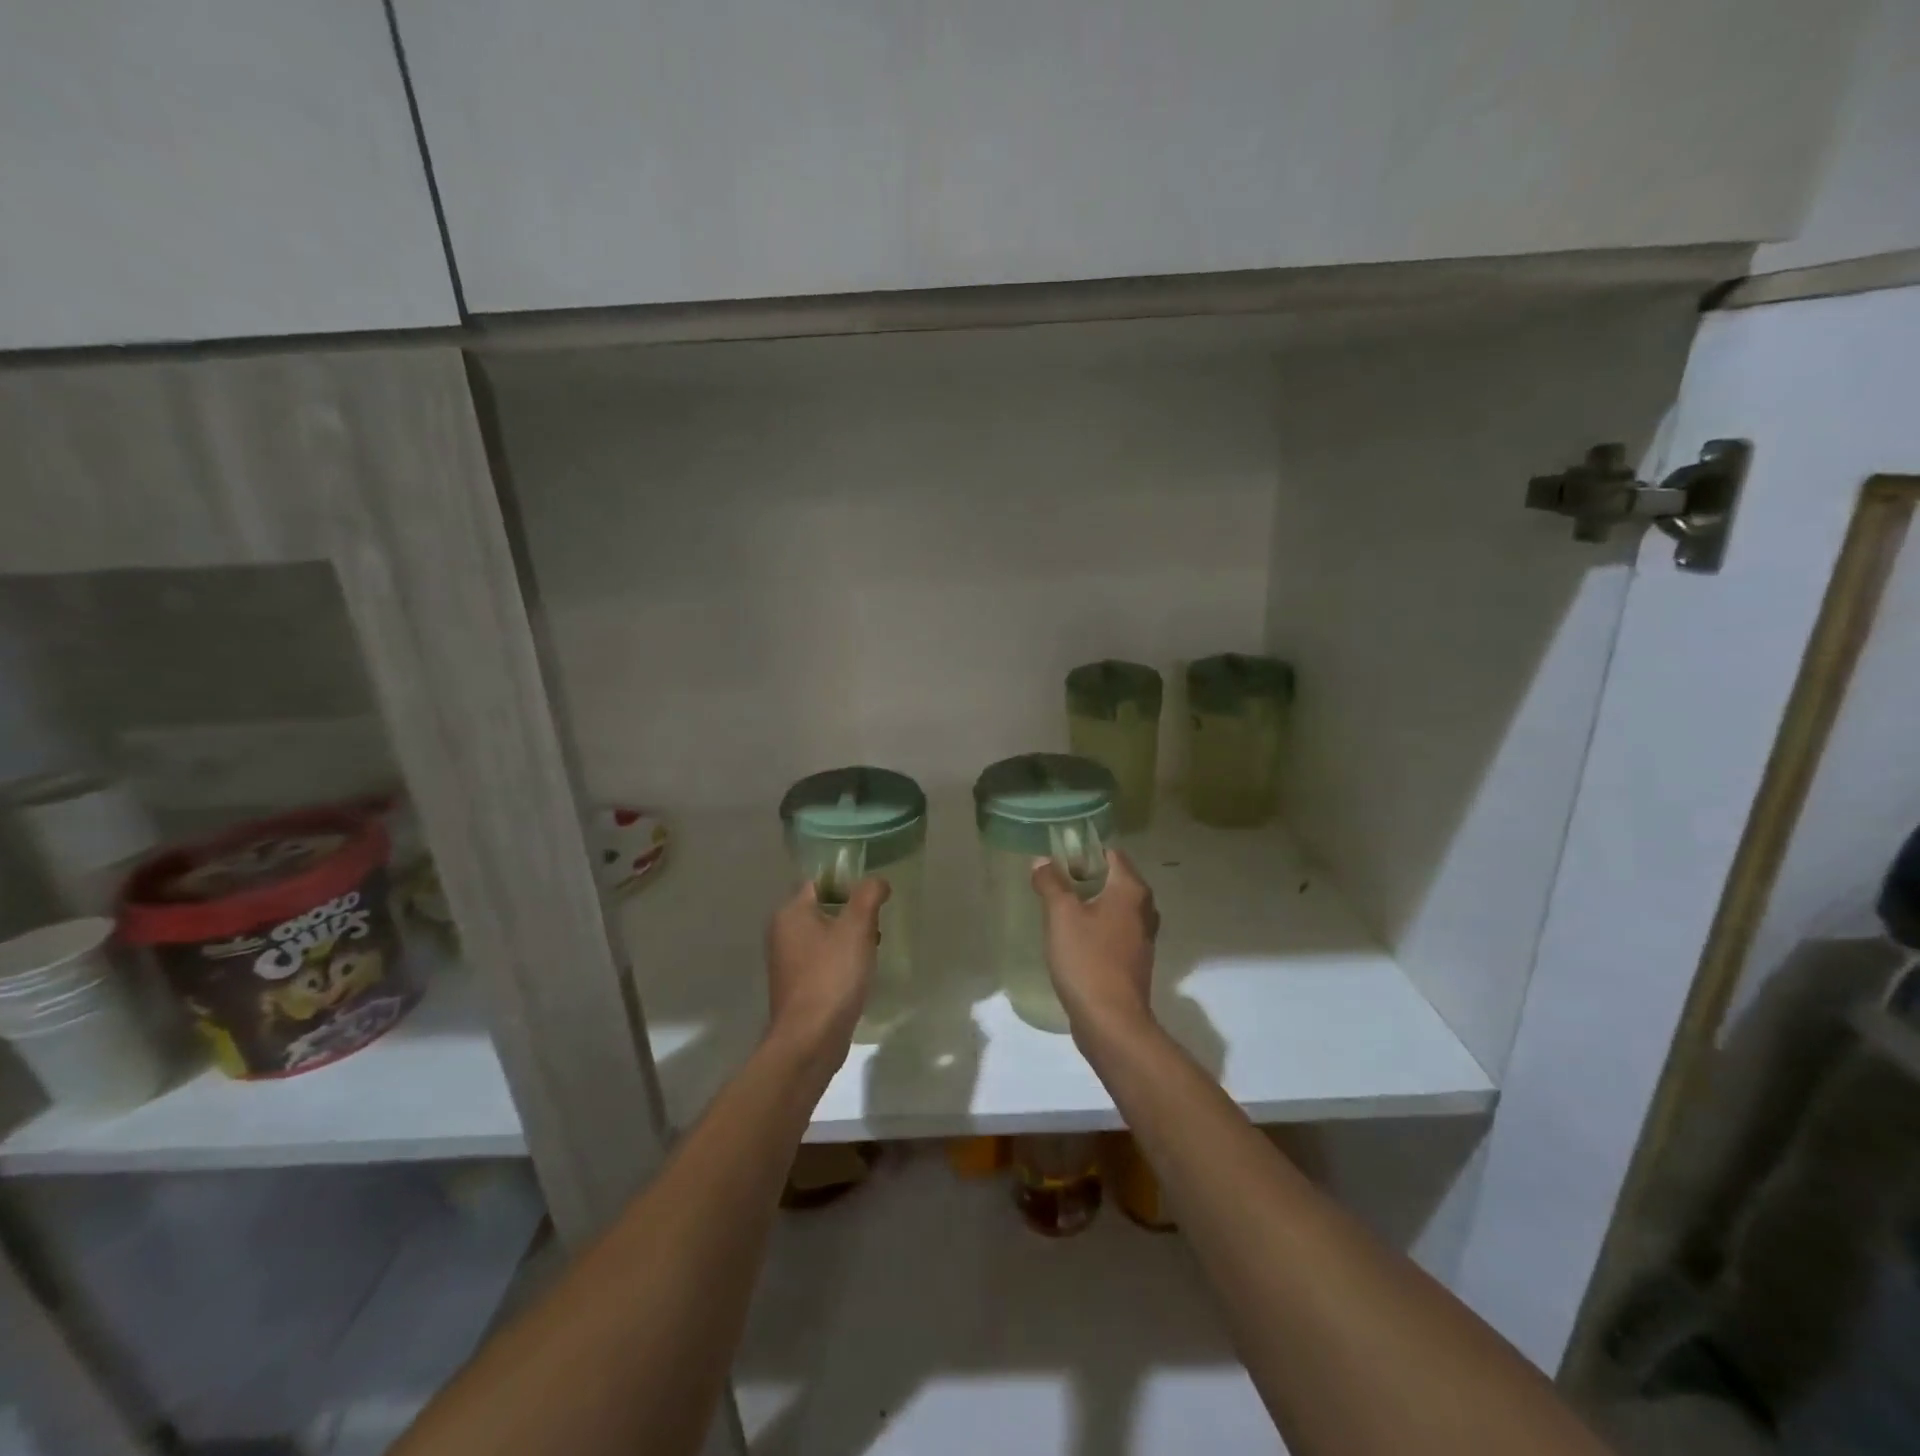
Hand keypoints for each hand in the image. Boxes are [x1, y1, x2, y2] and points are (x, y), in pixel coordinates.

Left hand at [765, 878, 889, 1058]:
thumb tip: (877, 881)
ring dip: (849, 939)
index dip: (847, 881)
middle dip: (852, 913)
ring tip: (873, 948)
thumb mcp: (856, 928)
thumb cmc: (832, 976)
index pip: (819, 881)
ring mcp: (788, 962)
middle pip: (823, 908)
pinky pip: (823, 961)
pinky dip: (842, 961)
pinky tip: (860, 973)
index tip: (872, 894)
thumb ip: (868, 895)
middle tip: (876, 923)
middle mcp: (783, 933)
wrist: (810, 1040)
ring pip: (825, 936)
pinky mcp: (798, 986)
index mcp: (790, 913)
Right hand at [1031, 849, 1159, 1043]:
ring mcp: (1143, 937)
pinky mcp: (1135, 960)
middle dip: (1085, 877)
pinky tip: (1074, 937)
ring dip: (1091, 903)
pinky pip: (1115, 930)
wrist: (1111, 1022)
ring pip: (1115, 906)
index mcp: (1131, 890)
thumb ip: (1050, 883)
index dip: (1084, 851)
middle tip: (1054, 882)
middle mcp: (1144, 909)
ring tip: (1060, 908)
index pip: (1111, 854)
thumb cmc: (1087, 960)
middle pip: (1114, 879)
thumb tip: (1042, 861)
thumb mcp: (1061, 915)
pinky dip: (1097, 926)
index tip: (1058, 858)